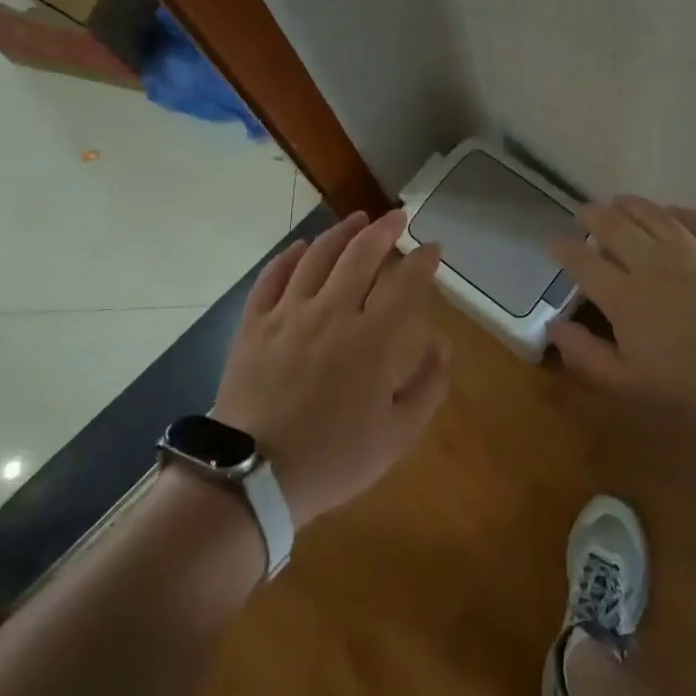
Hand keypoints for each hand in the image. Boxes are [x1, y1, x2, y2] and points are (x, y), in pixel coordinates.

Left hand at [212, 210, 448, 528]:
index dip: (423, 260)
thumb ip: (428, 386)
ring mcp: (288, 314)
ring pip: (317, 256)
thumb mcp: (398, 435)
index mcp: (372, 339)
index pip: (405, 283)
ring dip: (341, 232)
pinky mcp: (254, 324)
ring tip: (357, 219)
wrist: (253, 478)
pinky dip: (289, 256)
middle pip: (361, 254)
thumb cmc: (334, 459)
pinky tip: (301, 247)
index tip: (434, 247)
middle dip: (384, 229)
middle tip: (398, 217)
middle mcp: (331, 313)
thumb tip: (442, 343)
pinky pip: (272, 277)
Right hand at [545, 196, 695, 433]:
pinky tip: (673, 211)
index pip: (584, 263)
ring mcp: (695, 254)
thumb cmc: (692, 392)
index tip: (552, 241)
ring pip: (656, 217)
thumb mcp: (627, 385)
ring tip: (620, 200)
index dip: (564, 249)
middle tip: (584, 210)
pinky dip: (681, 212)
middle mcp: (653, 265)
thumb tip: (553, 327)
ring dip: (633, 205)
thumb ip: (586, 354)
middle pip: (616, 228)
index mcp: (624, 297)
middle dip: (594, 215)